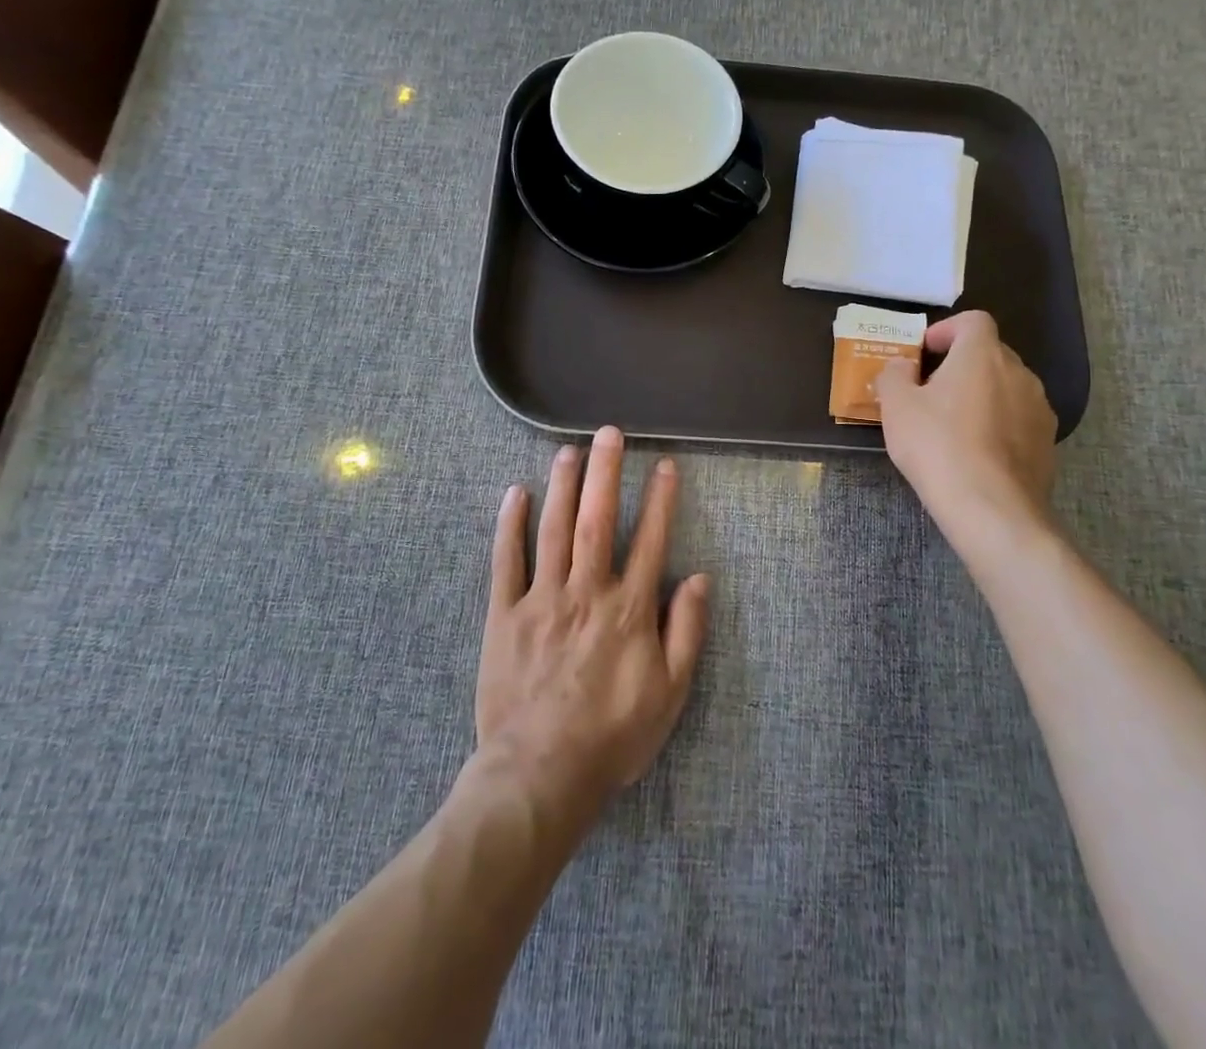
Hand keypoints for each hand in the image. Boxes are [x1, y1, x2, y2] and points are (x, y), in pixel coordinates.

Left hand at [475, 426, 710, 819]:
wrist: (540, 774)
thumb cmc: (612, 736)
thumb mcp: (670, 694)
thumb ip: (687, 632)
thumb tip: (700, 579)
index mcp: (629, 610)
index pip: (650, 540)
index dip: (660, 500)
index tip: (664, 465)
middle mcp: (587, 592)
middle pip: (597, 520)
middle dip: (605, 473)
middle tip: (608, 433)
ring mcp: (542, 600)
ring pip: (553, 530)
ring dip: (562, 486)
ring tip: (569, 450)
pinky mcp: (505, 615)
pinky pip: (506, 562)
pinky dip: (510, 526)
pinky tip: (515, 494)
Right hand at [875, 311, 1057, 539]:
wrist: (991, 507)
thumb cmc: (937, 446)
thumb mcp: (896, 406)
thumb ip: (894, 374)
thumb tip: (902, 366)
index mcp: (982, 354)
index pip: (973, 320)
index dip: (946, 330)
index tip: (924, 353)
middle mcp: (1019, 372)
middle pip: (989, 353)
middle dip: (960, 364)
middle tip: (930, 391)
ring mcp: (1039, 408)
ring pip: (1006, 387)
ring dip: (981, 394)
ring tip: (953, 424)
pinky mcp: (1047, 442)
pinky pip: (1018, 419)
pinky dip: (998, 424)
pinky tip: (976, 452)